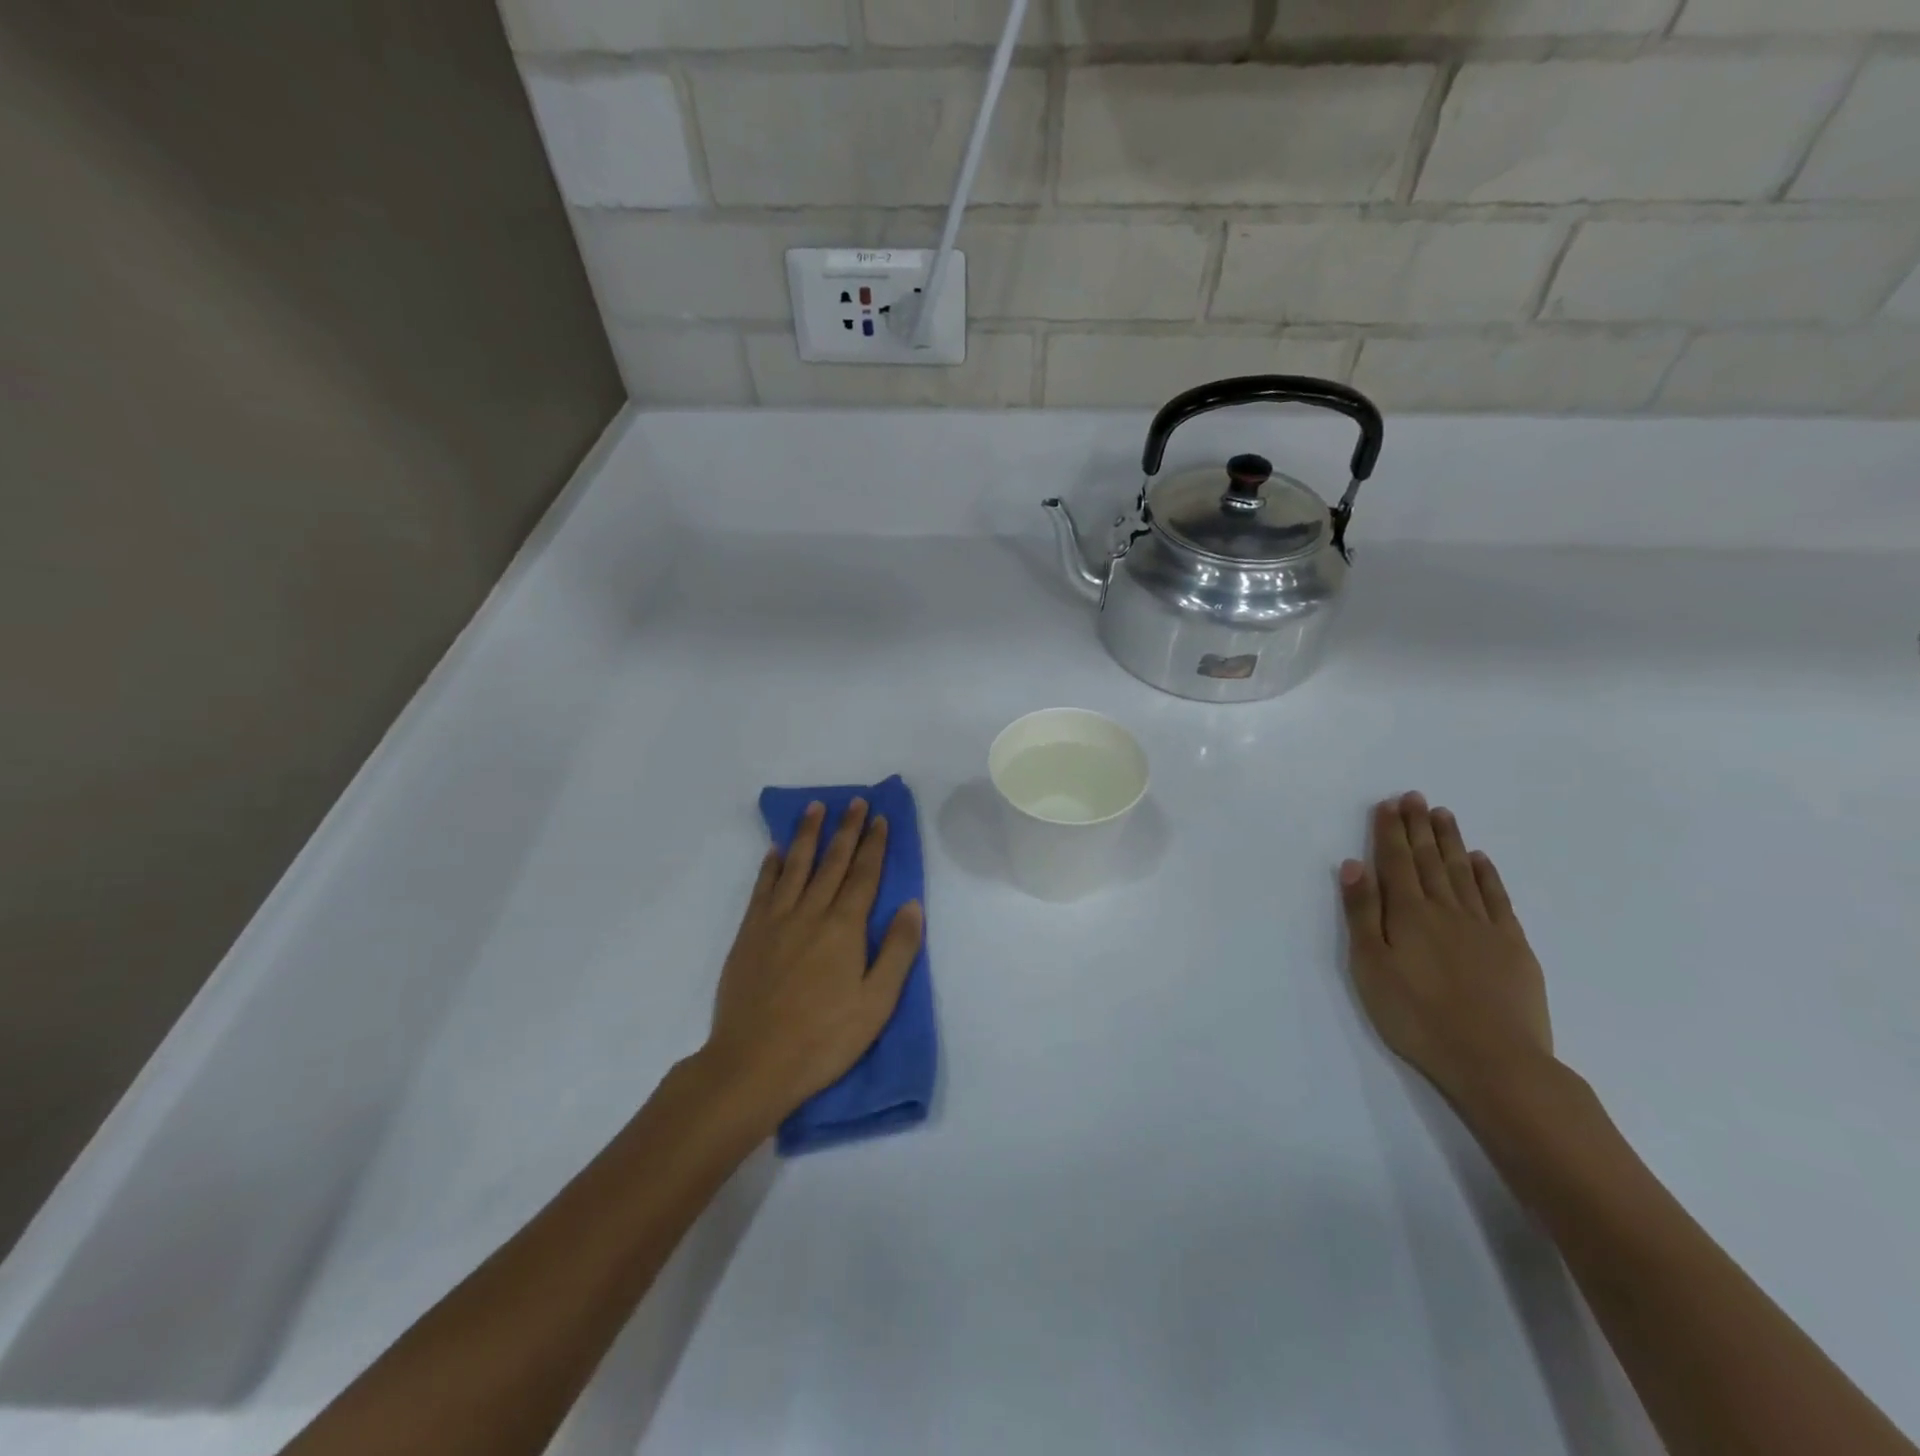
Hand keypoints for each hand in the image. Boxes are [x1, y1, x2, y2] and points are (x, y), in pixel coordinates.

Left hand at [706, 799, 923, 1124]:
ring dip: (807, 834)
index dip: (874, 845)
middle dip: (846, 830)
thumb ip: (897, 950)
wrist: (753, 1063)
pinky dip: (770, 865)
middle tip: (855, 802)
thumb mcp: (877, 1002)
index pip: (864, 875)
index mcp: (844, 928)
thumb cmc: (824, 1038)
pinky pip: (763, 888)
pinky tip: (775, 850)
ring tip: (816, 808)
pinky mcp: (749, 935)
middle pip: (832, 862)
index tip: (880, 818)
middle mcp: (810, 913)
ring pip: (795, 866)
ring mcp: (775, 921)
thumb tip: (912, 904)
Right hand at [1338, 793, 1555, 1117]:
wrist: (1495, 1060)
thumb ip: (1362, 913)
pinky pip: (1497, 899)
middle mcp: (1446, 909)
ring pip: (1463, 872)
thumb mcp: (1370, 966)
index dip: (1390, 830)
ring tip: (1443, 815)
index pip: (1395, 861)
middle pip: (1429, 859)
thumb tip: (1354, 865)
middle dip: (1419, 826)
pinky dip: (1487, 875)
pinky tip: (1480, 860)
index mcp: (1408, 913)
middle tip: (1415, 797)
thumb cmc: (1416, 1015)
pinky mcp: (1513, 947)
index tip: (1389, 803)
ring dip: (1450, 841)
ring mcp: (1484, 926)